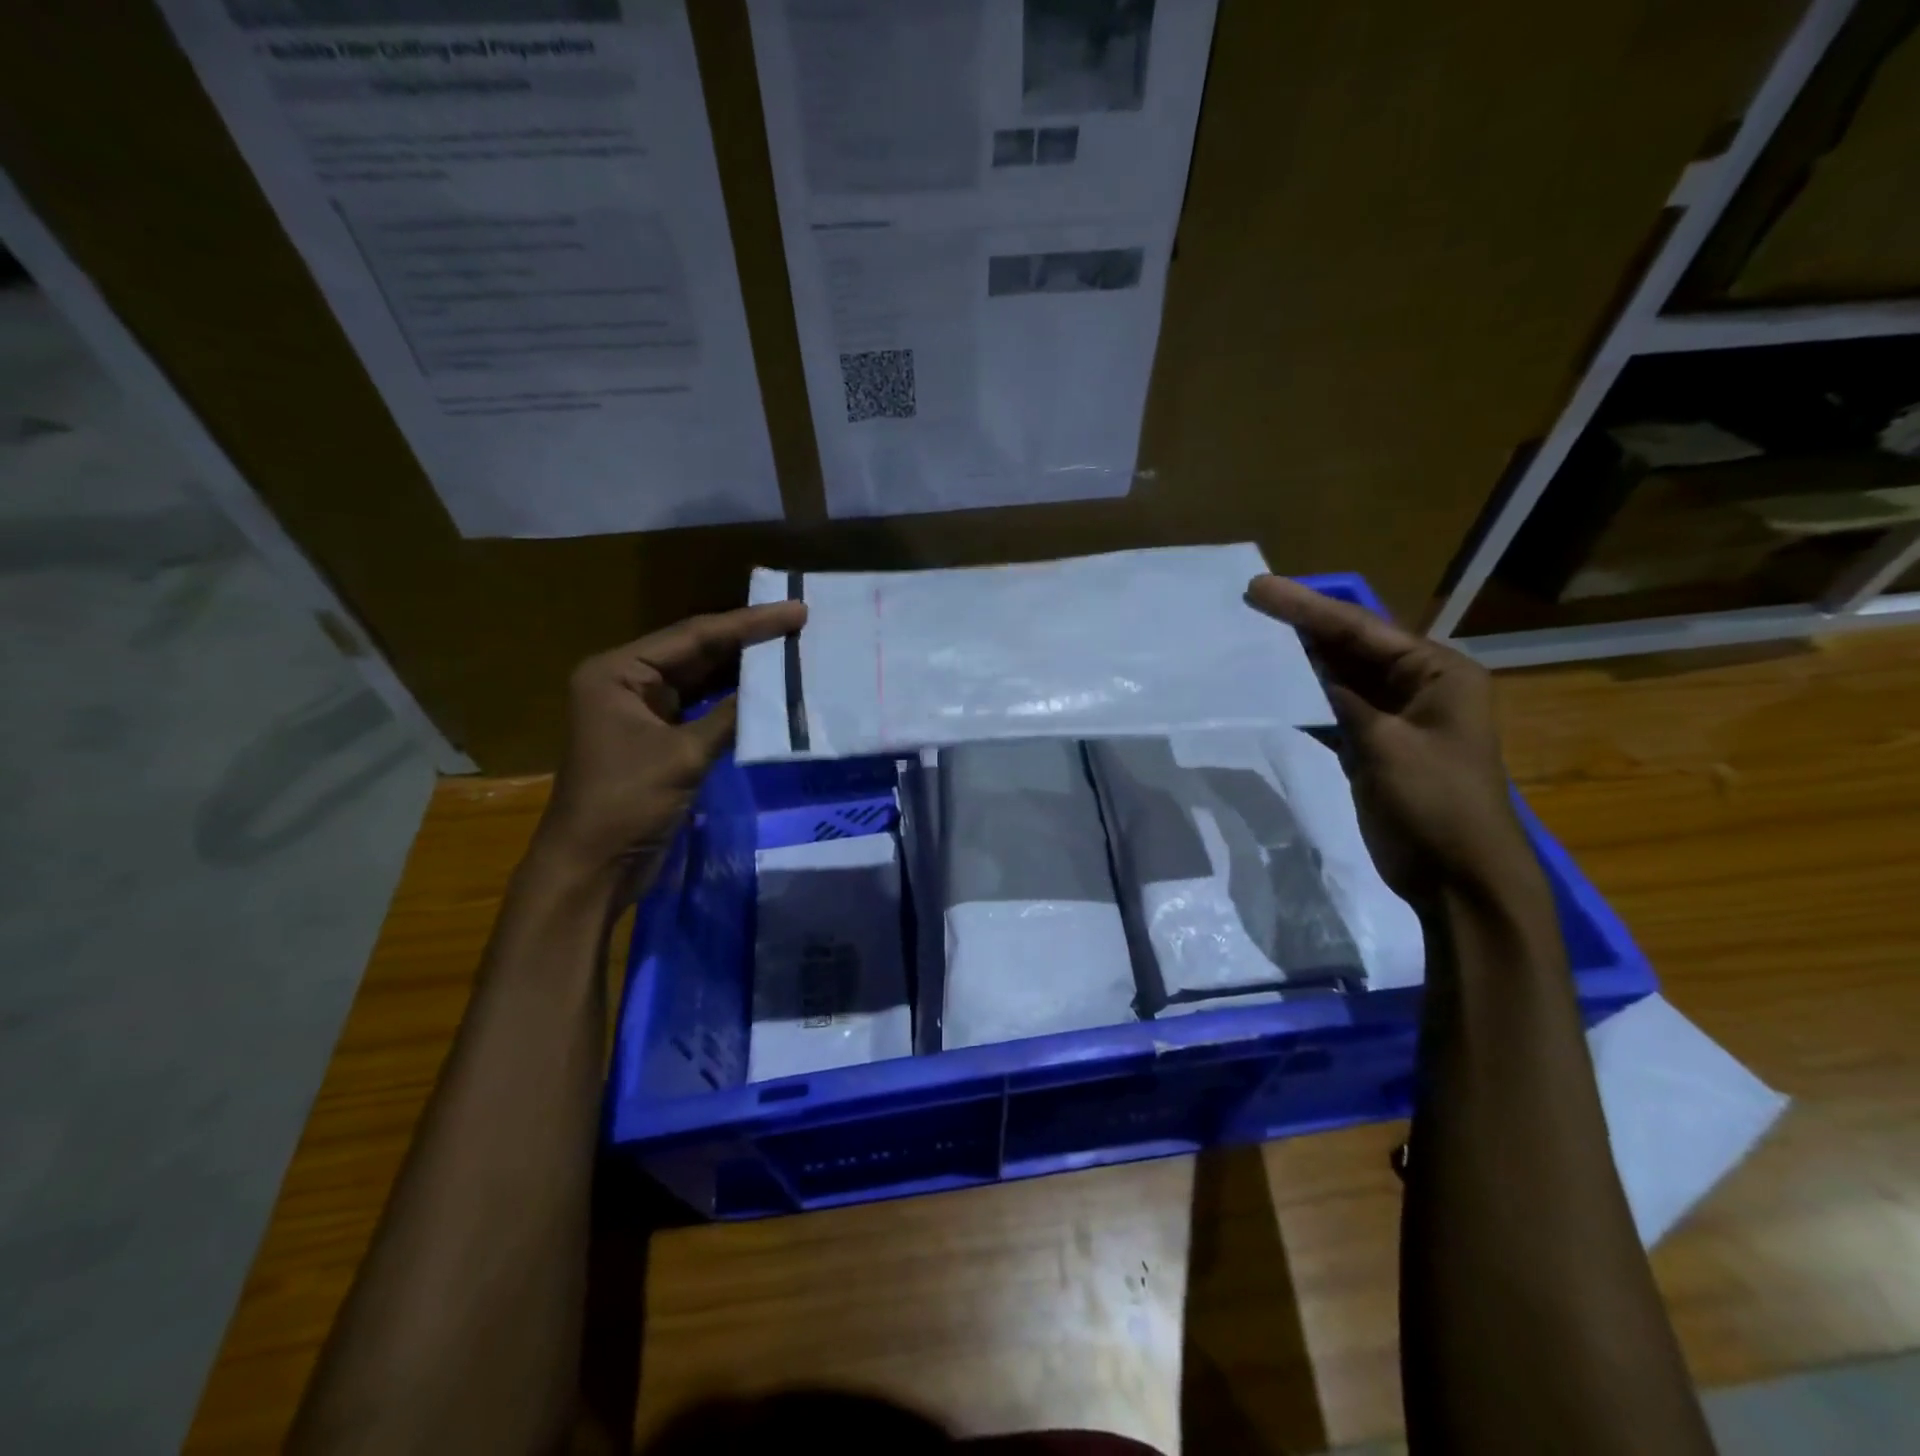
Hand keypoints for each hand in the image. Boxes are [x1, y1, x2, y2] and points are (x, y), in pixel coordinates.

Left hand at [533, 601, 806, 885]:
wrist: (592, 869)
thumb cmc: (626, 803)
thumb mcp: (683, 755)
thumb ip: (731, 716)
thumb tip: (779, 688)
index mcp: (617, 672)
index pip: (693, 636)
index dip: (748, 624)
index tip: (795, 611)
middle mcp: (626, 682)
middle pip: (696, 652)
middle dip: (747, 641)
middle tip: (799, 625)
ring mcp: (641, 712)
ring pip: (701, 680)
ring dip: (743, 670)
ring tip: (792, 651)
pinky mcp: (657, 739)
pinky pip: (701, 709)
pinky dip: (732, 702)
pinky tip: (767, 692)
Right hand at [1246, 575, 1530, 901]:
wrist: (1457, 877)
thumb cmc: (1435, 803)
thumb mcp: (1387, 745)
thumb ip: (1344, 701)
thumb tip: (1305, 671)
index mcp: (1438, 673)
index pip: (1362, 630)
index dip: (1309, 607)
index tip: (1260, 590)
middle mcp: (1418, 686)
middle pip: (1351, 647)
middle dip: (1303, 627)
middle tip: (1251, 604)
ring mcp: (1394, 718)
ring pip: (1339, 677)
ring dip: (1299, 662)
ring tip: (1252, 638)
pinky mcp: (1373, 747)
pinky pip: (1333, 711)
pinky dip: (1304, 700)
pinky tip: (1270, 689)